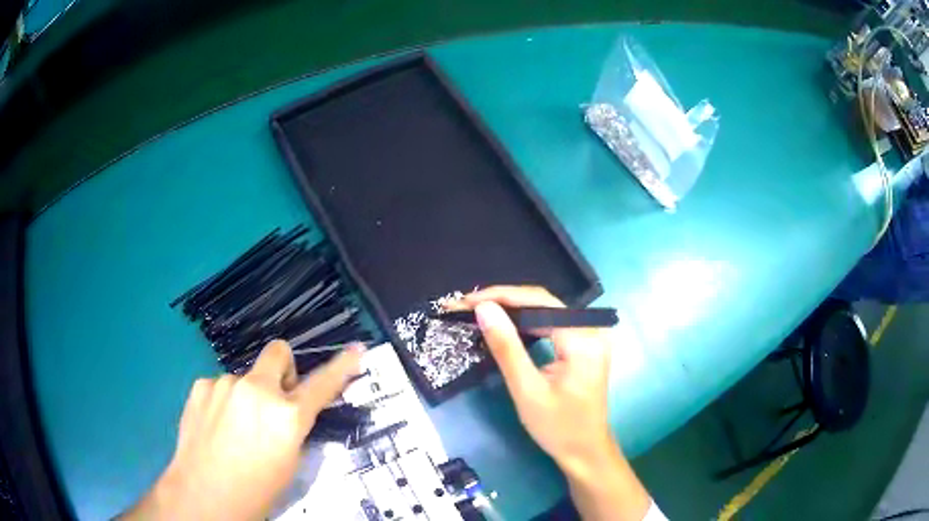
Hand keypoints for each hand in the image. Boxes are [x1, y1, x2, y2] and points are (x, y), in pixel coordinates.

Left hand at [124, 340, 361, 520]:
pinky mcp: (201, 385)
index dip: (343, 366)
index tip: (356, 349)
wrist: (204, 494)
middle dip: (283, 370)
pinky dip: (224, 400)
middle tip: (275, 399)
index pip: (323, 384)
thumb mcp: (290, 464)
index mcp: (287, 416)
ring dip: (247, 394)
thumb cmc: (257, 489)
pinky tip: (215, 425)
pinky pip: (221, 385)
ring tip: (235, 428)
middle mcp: (257, 391)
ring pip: (246, 377)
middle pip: (278, 352)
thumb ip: (294, 429)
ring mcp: (225, 384)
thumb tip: (292, 412)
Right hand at [459, 286, 650, 520]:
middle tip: (467, 306)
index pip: (539, 302)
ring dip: (513, 310)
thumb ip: (506, 347)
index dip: (501, 296)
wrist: (585, 452)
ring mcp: (591, 337)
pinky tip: (506, 325)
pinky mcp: (585, 345)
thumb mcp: (527, 390)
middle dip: (504, 301)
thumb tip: (484, 308)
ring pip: (546, 311)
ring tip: (480, 312)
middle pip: (544, 303)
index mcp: (583, 339)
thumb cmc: (558, 428)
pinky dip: (527, 323)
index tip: (467, 301)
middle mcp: (591, 330)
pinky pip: (552, 324)